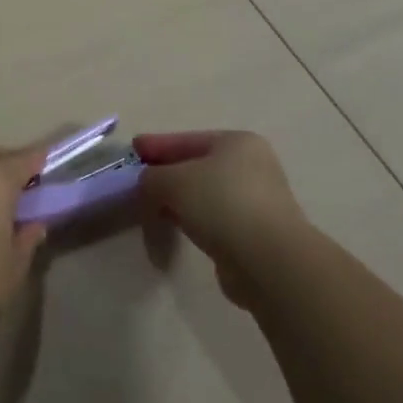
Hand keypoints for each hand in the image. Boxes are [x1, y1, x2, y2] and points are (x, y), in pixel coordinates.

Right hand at [135, 131, 305, 308]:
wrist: (270, 262)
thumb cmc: (221, 204)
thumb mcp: (172, 181)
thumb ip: (151, 178)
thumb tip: (147, 185)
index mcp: (237, 143)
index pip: (187, 140)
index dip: (157, 146)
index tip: (133, 151)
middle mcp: (252, 167)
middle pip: (197, 167)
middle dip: (167, 176)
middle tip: (139, 184)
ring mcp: (258, 202)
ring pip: (206, 196)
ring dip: (179, 203)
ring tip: (153, 210)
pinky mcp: (257, 236)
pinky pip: (215, 221)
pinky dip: (195, 223)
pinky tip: (177, 230)